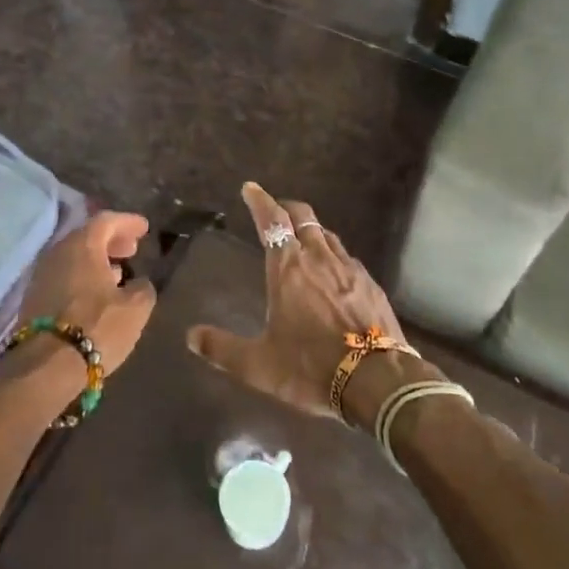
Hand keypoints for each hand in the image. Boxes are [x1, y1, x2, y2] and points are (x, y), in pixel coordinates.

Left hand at [7, 212, 156, 412]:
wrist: (45, 367)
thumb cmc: (96, 328)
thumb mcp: (135, 309)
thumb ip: (143, 288)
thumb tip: (139, 283)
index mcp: (82, 245)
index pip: (106, 221)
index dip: (128, 222)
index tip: (144, 228)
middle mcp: (57, 252)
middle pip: (87, 237)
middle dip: (111, 241)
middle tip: (131, 249)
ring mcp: (42, 275)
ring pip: (73, 257)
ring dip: (96, 261)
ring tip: (117, 272)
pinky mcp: (33, 299)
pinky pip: (64, 276)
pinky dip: (82, 277)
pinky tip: (96, 294)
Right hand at [186, 184, 435, 428]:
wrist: (377, 381)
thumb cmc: (311, 367)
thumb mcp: (259, 365)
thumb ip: (223, 349)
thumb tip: (191, 337)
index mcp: (288, 268)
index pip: (272, 220)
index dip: (260, 201)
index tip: (251, 188)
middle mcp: (318, 258)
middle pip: (303, 217)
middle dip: (286, 208)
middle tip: (275, 210)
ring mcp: (349, 268)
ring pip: (327, 235)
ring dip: (311, 230)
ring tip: (302, 239)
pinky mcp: (371, 283)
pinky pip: (347, 257)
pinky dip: (333, 254)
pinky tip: (333, 271)